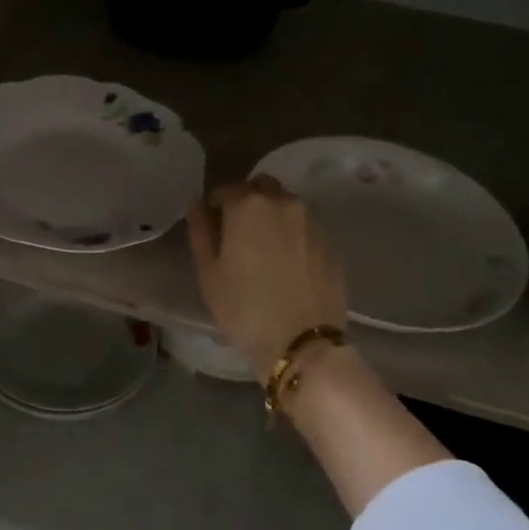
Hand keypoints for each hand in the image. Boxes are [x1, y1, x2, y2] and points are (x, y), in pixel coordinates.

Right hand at [186, 176, 347, 378]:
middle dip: (248, 201)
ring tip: (264, 247)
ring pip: (287, 204)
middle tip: (238, 232)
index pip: (226, 189)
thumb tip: (197, 205)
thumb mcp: (209, 273)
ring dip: (272, 214)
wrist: (302, 342)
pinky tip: (287, 262)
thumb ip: (200, 231)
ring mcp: (312, 221)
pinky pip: (306, 225)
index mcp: (248, 205)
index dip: (215, 205)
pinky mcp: (331, 242)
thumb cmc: (244, 308)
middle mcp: (283, 202)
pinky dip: (293, 232)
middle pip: (261, 187)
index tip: (212, 225)